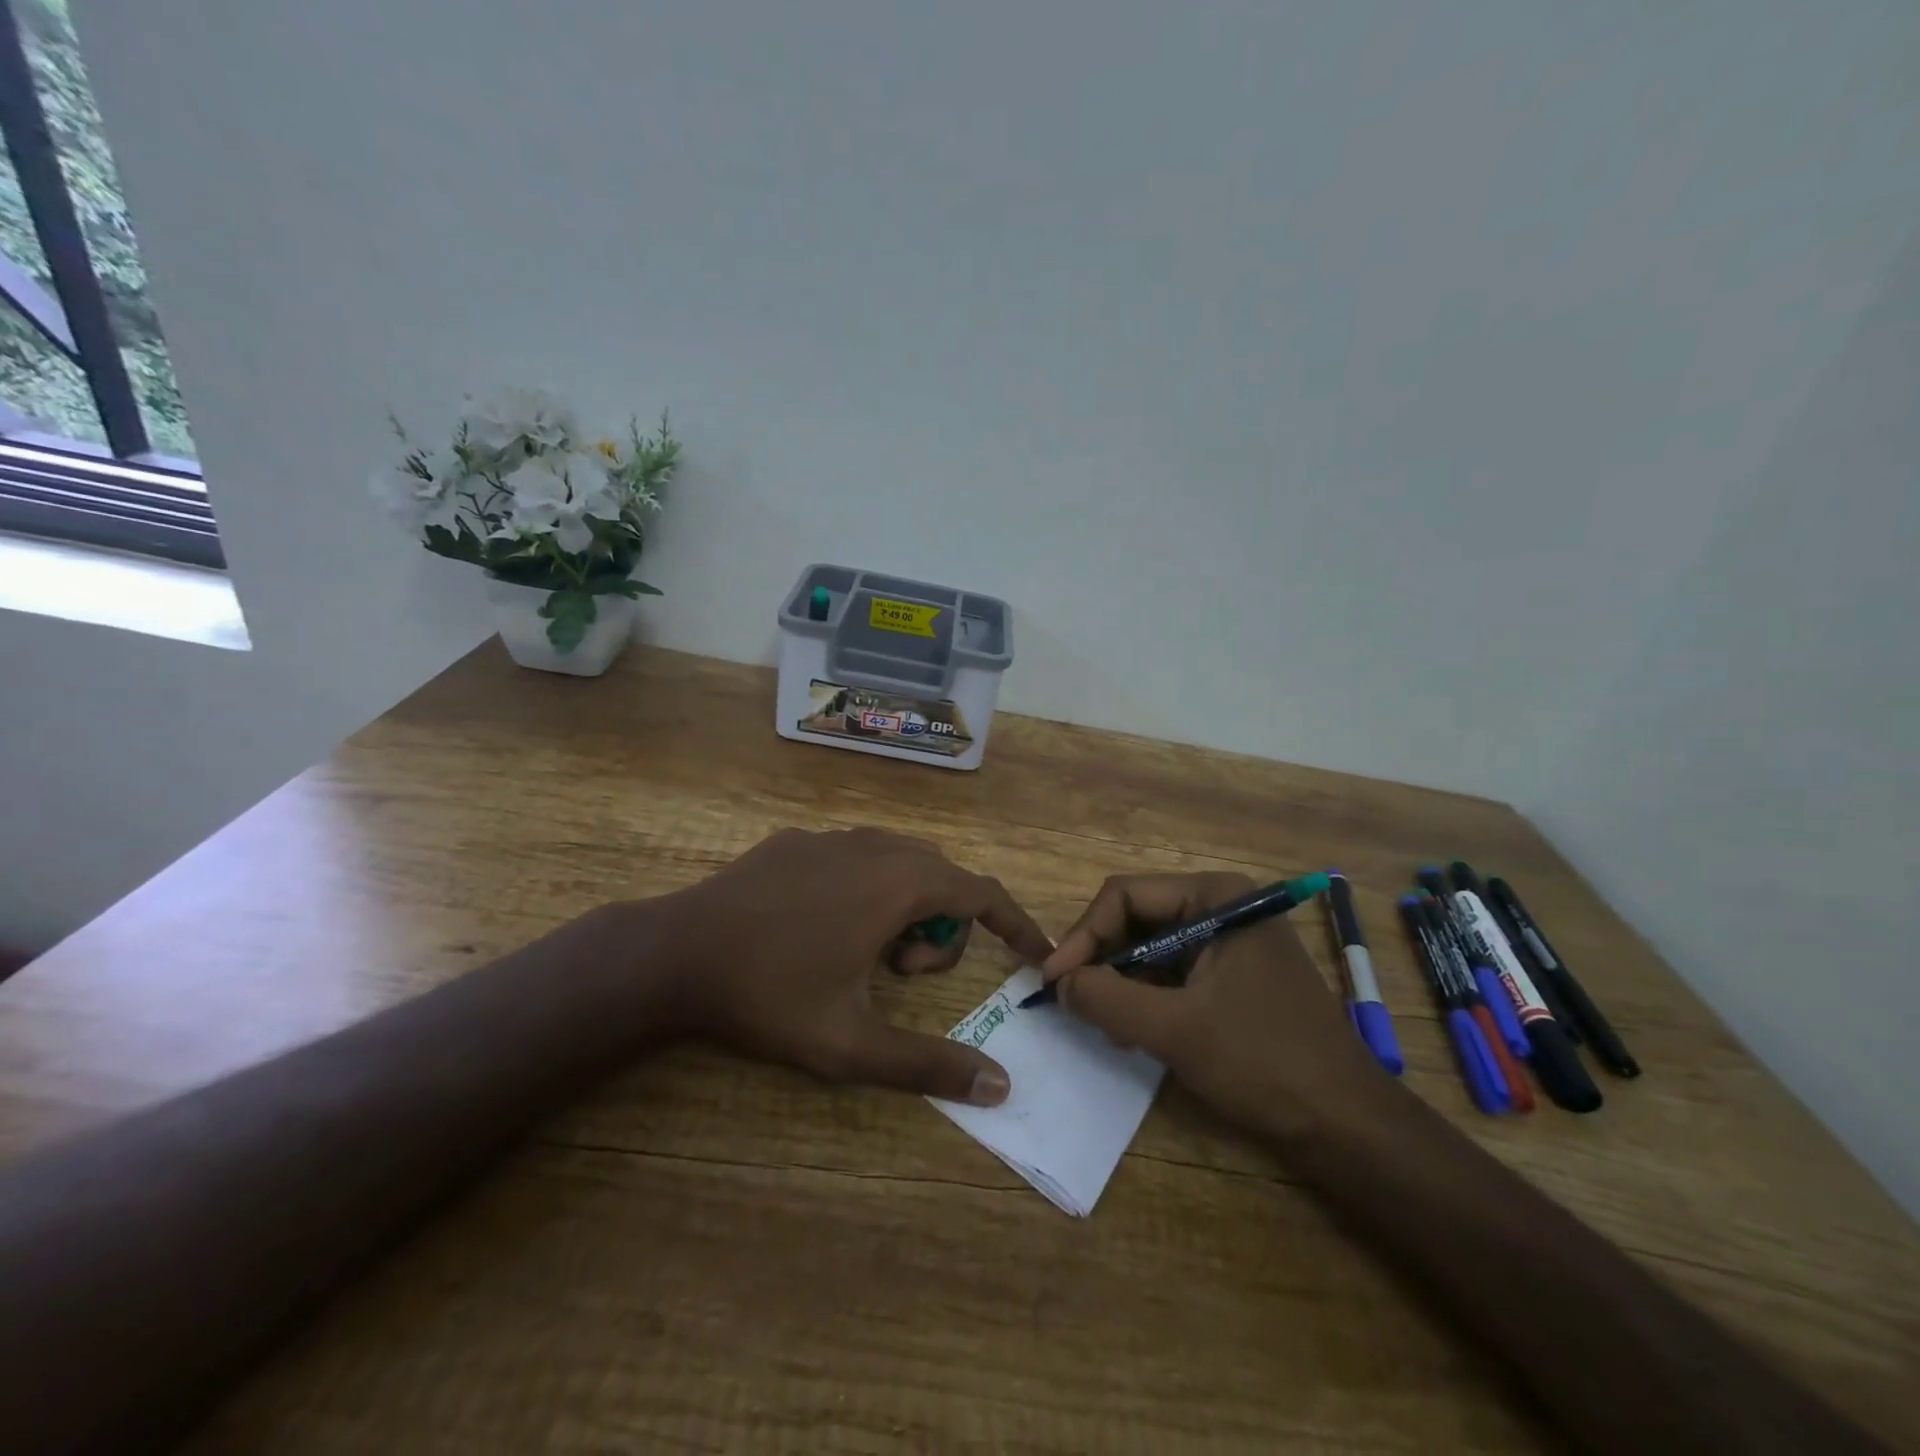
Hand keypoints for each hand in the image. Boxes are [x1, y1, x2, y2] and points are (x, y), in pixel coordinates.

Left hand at [654, 828, 1053, 1104]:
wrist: (674, 952)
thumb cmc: (769, 995)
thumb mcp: (850, 1044)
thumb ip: (928, 1064)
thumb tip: (1000, 1086)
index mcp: (899, 884)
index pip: (982, 892)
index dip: (1016, 923)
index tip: (1034, 955)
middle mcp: (874, 846)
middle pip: (942, 878)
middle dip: (943, 928)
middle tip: (899, 976)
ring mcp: (832, 836)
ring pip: (900, 862)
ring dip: (905, 907)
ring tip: (863, 954)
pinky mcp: (796, 839)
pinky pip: (857, 856)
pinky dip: (867, 888)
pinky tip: (820, 927)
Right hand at [1042, 872, 1387, 1136]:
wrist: (1348, 1125)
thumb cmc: (1263, 1062)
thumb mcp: (1174, 1029)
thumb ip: (1107, 998)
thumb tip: (1059, 982)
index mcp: (1216, 896)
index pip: (1125, 896)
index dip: (1083, 936)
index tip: (1053, 980)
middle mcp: (1223, 906)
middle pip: (1137, 919)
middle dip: (1102, 961)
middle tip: (1074, 1003)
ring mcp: (1230, 941)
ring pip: (1151, 948)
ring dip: (1121, 983)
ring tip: (1104, 1025)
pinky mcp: (1234, 976)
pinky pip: (1173, 973)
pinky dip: (1146, 998)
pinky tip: (1135, 1033)